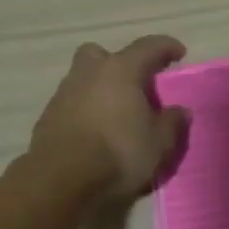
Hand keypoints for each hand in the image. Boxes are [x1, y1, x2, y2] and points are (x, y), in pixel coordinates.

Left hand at [28, 35, 188, 200]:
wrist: (60, 181)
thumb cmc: (118, 154)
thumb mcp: (158, 144)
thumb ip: (172, 123)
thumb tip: (180, 111)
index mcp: (120, 71)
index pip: (147, 47)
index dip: (165, 47)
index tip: (179, 52)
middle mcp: (89, 74)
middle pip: (101, 54)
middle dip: (117, 62)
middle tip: (133, 82)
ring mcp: (64, 94)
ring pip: (83, 79)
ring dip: (99, 89)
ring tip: (116, 114)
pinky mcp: (48, 118)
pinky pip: (72, 104)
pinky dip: (84, 111)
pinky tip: (95, 132)